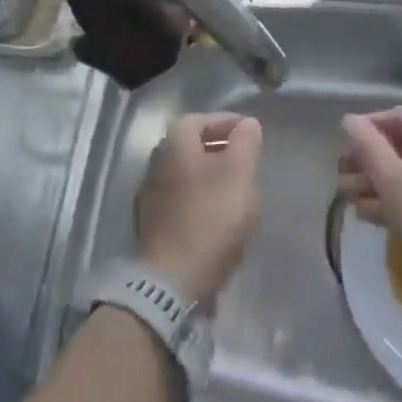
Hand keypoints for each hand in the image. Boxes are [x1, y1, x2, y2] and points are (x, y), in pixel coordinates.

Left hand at [136, 112, 261, 304]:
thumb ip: (246, 143)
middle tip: (247, 162)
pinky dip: (200, 202)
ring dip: (211, 178)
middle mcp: (156, 162)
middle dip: (221, 150)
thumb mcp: (239, 174)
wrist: (170, 283)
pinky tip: (218, 219)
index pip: (202, 119)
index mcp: (174, 142)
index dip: (229, 123)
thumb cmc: (210, 218)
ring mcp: (150, 196)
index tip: (252, 134)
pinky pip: (181, 202)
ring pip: (187, 175)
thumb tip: (247, 124)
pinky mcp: (151, 227)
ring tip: (237, 192)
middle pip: (193, 146)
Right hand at [338, 107, 401, 314]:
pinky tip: (374, 217)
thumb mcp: (396, 185)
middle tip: (341, 178)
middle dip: (371, 161)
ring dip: (381, 184)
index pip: (401, 115)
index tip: (341, 147)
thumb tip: (350, 120)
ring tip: (349, 200)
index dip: (368, 128)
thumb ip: (370, 149)